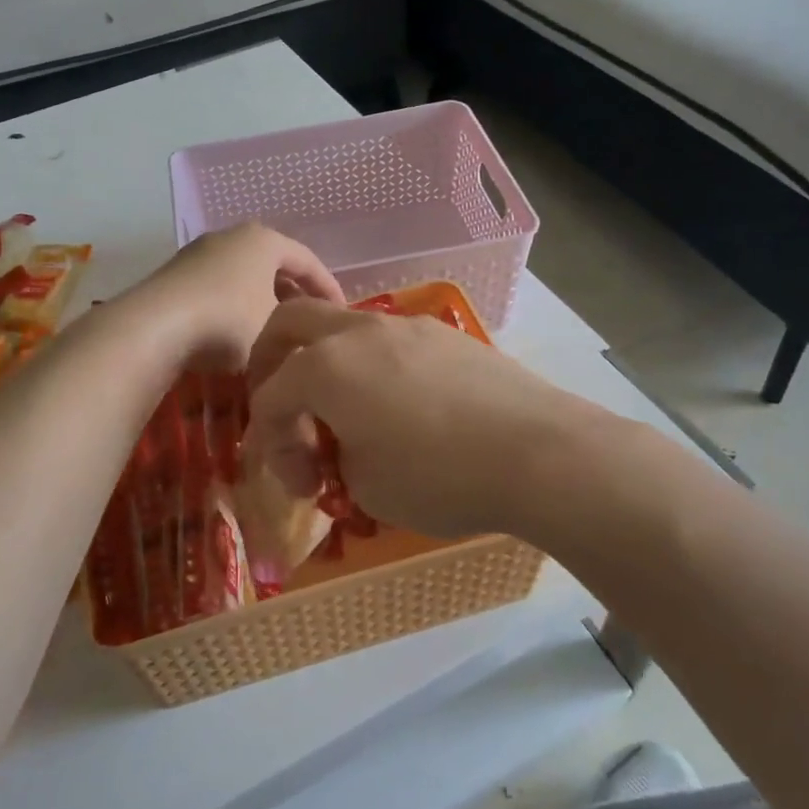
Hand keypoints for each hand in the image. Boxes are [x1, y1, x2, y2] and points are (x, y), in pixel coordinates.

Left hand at [124, 223, 344, 373]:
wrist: (154, 327)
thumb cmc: (228, 321)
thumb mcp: (276, 327)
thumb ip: (297, 324)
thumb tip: (302, 332)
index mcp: (263, 240)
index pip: (308, 260)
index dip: (329, 288)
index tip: (343, 314)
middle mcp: (231, 237)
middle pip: (275, 265)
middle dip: (295, 294)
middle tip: (311, 321)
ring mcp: (199, 253)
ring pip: (245, 276)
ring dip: (264, 301)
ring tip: (277, 330)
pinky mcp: (176, 275)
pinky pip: (220, 287)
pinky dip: (237, 306)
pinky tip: (239, 333)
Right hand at [244, 298, 598, 540]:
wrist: (538, 452)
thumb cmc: (439, 476)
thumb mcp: (366, 486)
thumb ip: (336, 458)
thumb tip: (344, 447)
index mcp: (325, 366)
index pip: (270, 396)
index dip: (271, 445)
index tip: (302, 486)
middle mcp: (358, 332)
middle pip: (290, 322)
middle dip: (270, 361)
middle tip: (283, 406)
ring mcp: (405, 326)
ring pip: (343, 326)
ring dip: (327, 363)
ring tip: (347, 413)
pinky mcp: (445, 335)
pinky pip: (388, 340)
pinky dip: (371, 366)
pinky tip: (398, 405)